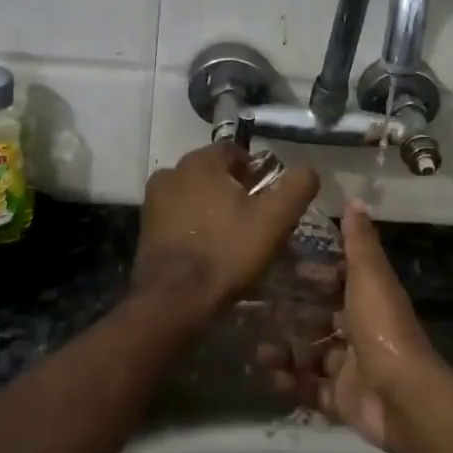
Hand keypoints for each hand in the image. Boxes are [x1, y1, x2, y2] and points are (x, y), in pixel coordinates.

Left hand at [131, 141, 320, 322]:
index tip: (268, 200)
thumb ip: (296, 187)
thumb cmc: (227, 252)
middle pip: (213, 173)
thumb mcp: (274, 219)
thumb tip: (308, 169)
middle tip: (254, 222)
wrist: (174, 300)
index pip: (235, 152)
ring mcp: (153, 201)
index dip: (256, 174)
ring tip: (231, 239)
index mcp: (200, 161)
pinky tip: (208, 251)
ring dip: (213, 210)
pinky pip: (178, 217)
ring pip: (195, 196)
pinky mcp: (145, 228)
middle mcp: (171, 172)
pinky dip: (194, 227)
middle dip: (234, 192)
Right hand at [260, 199, 442, 452]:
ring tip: (260, 349)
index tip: (283, 268)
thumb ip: (359, 242)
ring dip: (286, 351)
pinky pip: (311, 390)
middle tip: (258, 310)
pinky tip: (270, 375)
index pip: (339, 283)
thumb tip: (355, 199)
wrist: (403, 397)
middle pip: (321, 321)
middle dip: (292, 316)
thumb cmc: (382, 328)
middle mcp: (361, 333)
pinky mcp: (343, 401)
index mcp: (369, 302)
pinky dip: (291, 383)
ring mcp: (352, 370)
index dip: (315, 276)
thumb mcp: (369, 276)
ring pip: (312, 356)